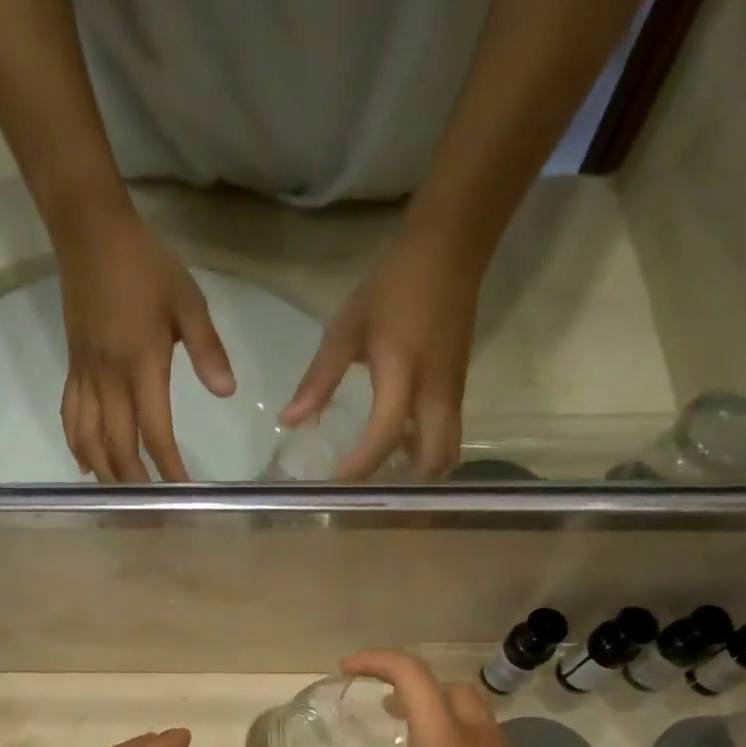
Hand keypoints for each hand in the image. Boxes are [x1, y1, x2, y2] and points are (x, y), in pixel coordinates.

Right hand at [56, 212, 235, 481]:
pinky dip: (77, 446)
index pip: (155, 432)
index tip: (183, 494)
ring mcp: (86, 377)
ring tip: (121, 498)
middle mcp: (109, 380)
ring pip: (88, 440)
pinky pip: (70, 418)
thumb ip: (208, 349)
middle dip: (135, 484)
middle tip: (150, 512)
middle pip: (118, 447)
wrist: (90, 234)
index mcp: (141, 366)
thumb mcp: (187, 301)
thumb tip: (227, 392)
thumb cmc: (146, 266)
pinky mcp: (72, 369)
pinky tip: (87, 465)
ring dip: (104, 473)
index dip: (169, 468)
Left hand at [278, 228, 481, 480]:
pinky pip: (447, 437)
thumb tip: (288, 422)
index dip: (359, 466)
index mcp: (403, 376)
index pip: (383, 436)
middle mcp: (436, 395)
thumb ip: (318, 380)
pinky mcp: (458, 391)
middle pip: (432, 461)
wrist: (450, 252)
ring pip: (446, 453)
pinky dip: (425, 454)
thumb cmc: (392, 289)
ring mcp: (453, 395)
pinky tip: (397, 452)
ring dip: (418, 474)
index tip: (334, 486)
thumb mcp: (346, 330)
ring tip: (382, 480)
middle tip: (368, 494)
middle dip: (403, 485)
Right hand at [295, 651, 594, 746]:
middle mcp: (479, 742)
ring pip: (472, 712)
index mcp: (444, 744)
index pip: (412, 676)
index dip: (377, 661)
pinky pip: (484, 740)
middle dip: (411, 685)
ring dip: (437, 709)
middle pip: (449, 687)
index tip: (345, 671)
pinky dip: (455, 736)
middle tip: (379, 708)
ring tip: (404, 740)